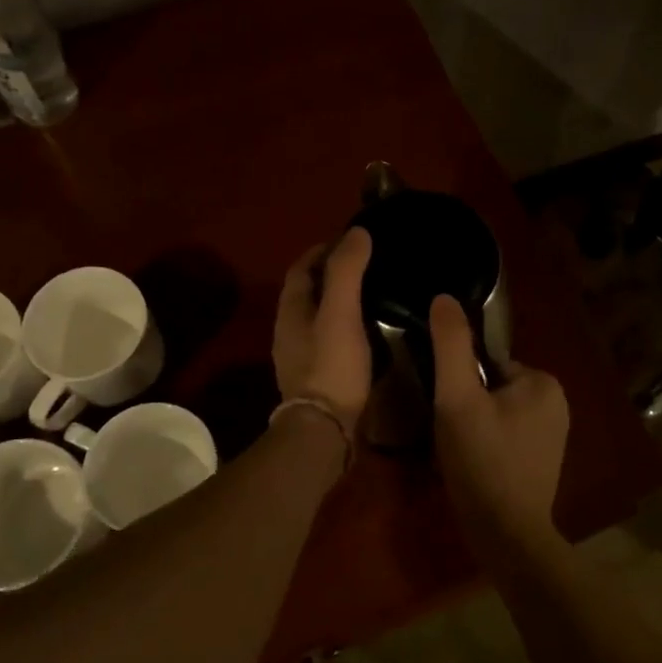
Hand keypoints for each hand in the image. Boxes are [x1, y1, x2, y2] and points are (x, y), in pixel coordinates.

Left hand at [273, 228, 373, 433]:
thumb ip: (346, 271)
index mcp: (290, 311)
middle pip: (308, 292)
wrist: (324, 430)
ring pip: (319, 318)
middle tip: (367, 265)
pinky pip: (330, 341)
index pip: (301, 268)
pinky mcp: (316, 378)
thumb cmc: (332, 367)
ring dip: (340, 302)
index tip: (350, 239)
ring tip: (372, 295)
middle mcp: (289, 331)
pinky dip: (346, 328)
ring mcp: (300, 357)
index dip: (322, 250)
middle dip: (332, 274)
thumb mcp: (341, 313)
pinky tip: (369, 334)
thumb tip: (356, 232)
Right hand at [428, 294, 568, 547]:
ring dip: (473, 425)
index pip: (487, 363)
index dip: (460, 383)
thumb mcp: (458, 398)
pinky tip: (473, 466)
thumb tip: (444, 297)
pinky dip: (487, 445)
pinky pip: (505, 436)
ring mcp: (553, 435)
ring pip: (496, 413)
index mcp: (543, 381)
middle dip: (467, 404)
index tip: (446, 408)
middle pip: (491, 387)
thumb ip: (451, 346)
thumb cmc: (482, 461)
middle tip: (449, 431)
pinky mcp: (543, 462)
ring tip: (458, 451)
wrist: (507, 536)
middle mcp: (557, 402)